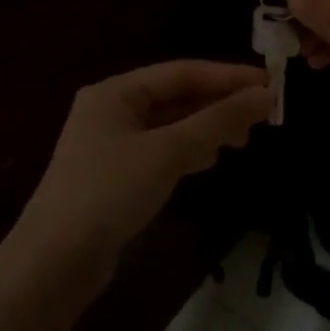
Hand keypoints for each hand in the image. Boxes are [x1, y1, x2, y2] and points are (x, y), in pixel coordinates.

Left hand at [10, 60, 272, 290]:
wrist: (57, 258)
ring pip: (171, 126)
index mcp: (116, 92)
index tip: (272, 84)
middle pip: (176, 97)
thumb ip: (217, 121)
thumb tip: (265, 95)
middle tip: (262, 118)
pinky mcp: (116, 176)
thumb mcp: (167, 151)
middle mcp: (111, 111)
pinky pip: (162, 151)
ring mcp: (112, 145)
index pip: (182, 72)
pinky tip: (208, 160)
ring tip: (242, 140)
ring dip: (207, 128)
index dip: (228, 77)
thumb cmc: (109, 191)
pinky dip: (188, 151)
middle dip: (219, 105)